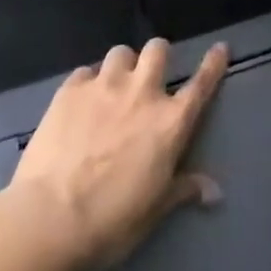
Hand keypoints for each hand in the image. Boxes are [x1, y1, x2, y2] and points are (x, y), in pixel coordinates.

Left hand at [11, 39, 227, 270]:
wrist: (49, 218)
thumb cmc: (110, 222)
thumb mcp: (154, 210)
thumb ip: (184, 189)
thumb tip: (216, 192)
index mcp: (170, 122)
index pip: (201, 84)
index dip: (213, 63)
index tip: (220, 48)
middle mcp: (142, 93)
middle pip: (158, 49)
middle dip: (157, 56)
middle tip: (149, 74)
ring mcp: (104, 86)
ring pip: (121, 52)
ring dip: (122, 66)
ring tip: (113, 85)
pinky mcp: (71, 89)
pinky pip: (85, 72)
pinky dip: (87, 82)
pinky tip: (80, 101)